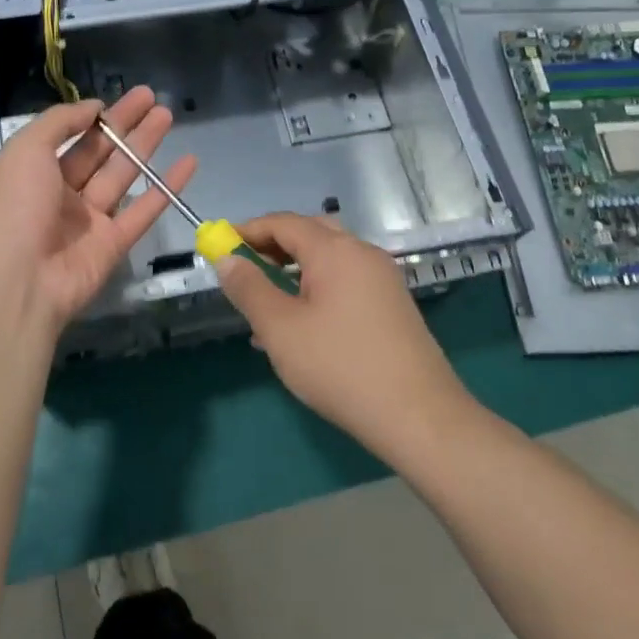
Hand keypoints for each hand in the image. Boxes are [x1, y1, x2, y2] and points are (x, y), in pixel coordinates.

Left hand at [0, 87, 195, 341]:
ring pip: (123, 175)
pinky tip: (189, 163)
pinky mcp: (113, 244)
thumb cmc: (14, 206)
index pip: (69, 137)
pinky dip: (167, 187)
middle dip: (125, 124)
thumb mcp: (25, 149)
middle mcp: (61, 194)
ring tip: (167, 115)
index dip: (94, 117)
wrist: (17, 281)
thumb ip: (59, 122)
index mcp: (34, 172)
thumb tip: (92, 107)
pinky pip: (144, 210)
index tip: (118, 98)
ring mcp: (88, 221)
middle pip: (99, 152)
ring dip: (145, 146)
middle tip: (152, 98)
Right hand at [214, 212, 472, 460]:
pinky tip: (300, 327)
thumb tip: (226, 258)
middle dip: (272, 247)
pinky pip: (345, 282)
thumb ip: (249, 288)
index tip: (219, 246)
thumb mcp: (280, 329)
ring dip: (293, 271)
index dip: (247, 231)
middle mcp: (362, 253)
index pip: (283, 222)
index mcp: (335, 250)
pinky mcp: (392, 304)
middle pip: (309, 234)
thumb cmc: (341, 367)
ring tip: (264, 304)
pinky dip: (316, 289)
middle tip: (243, 270)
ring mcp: (382, 279)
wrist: (420, 416)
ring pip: (327, 260)